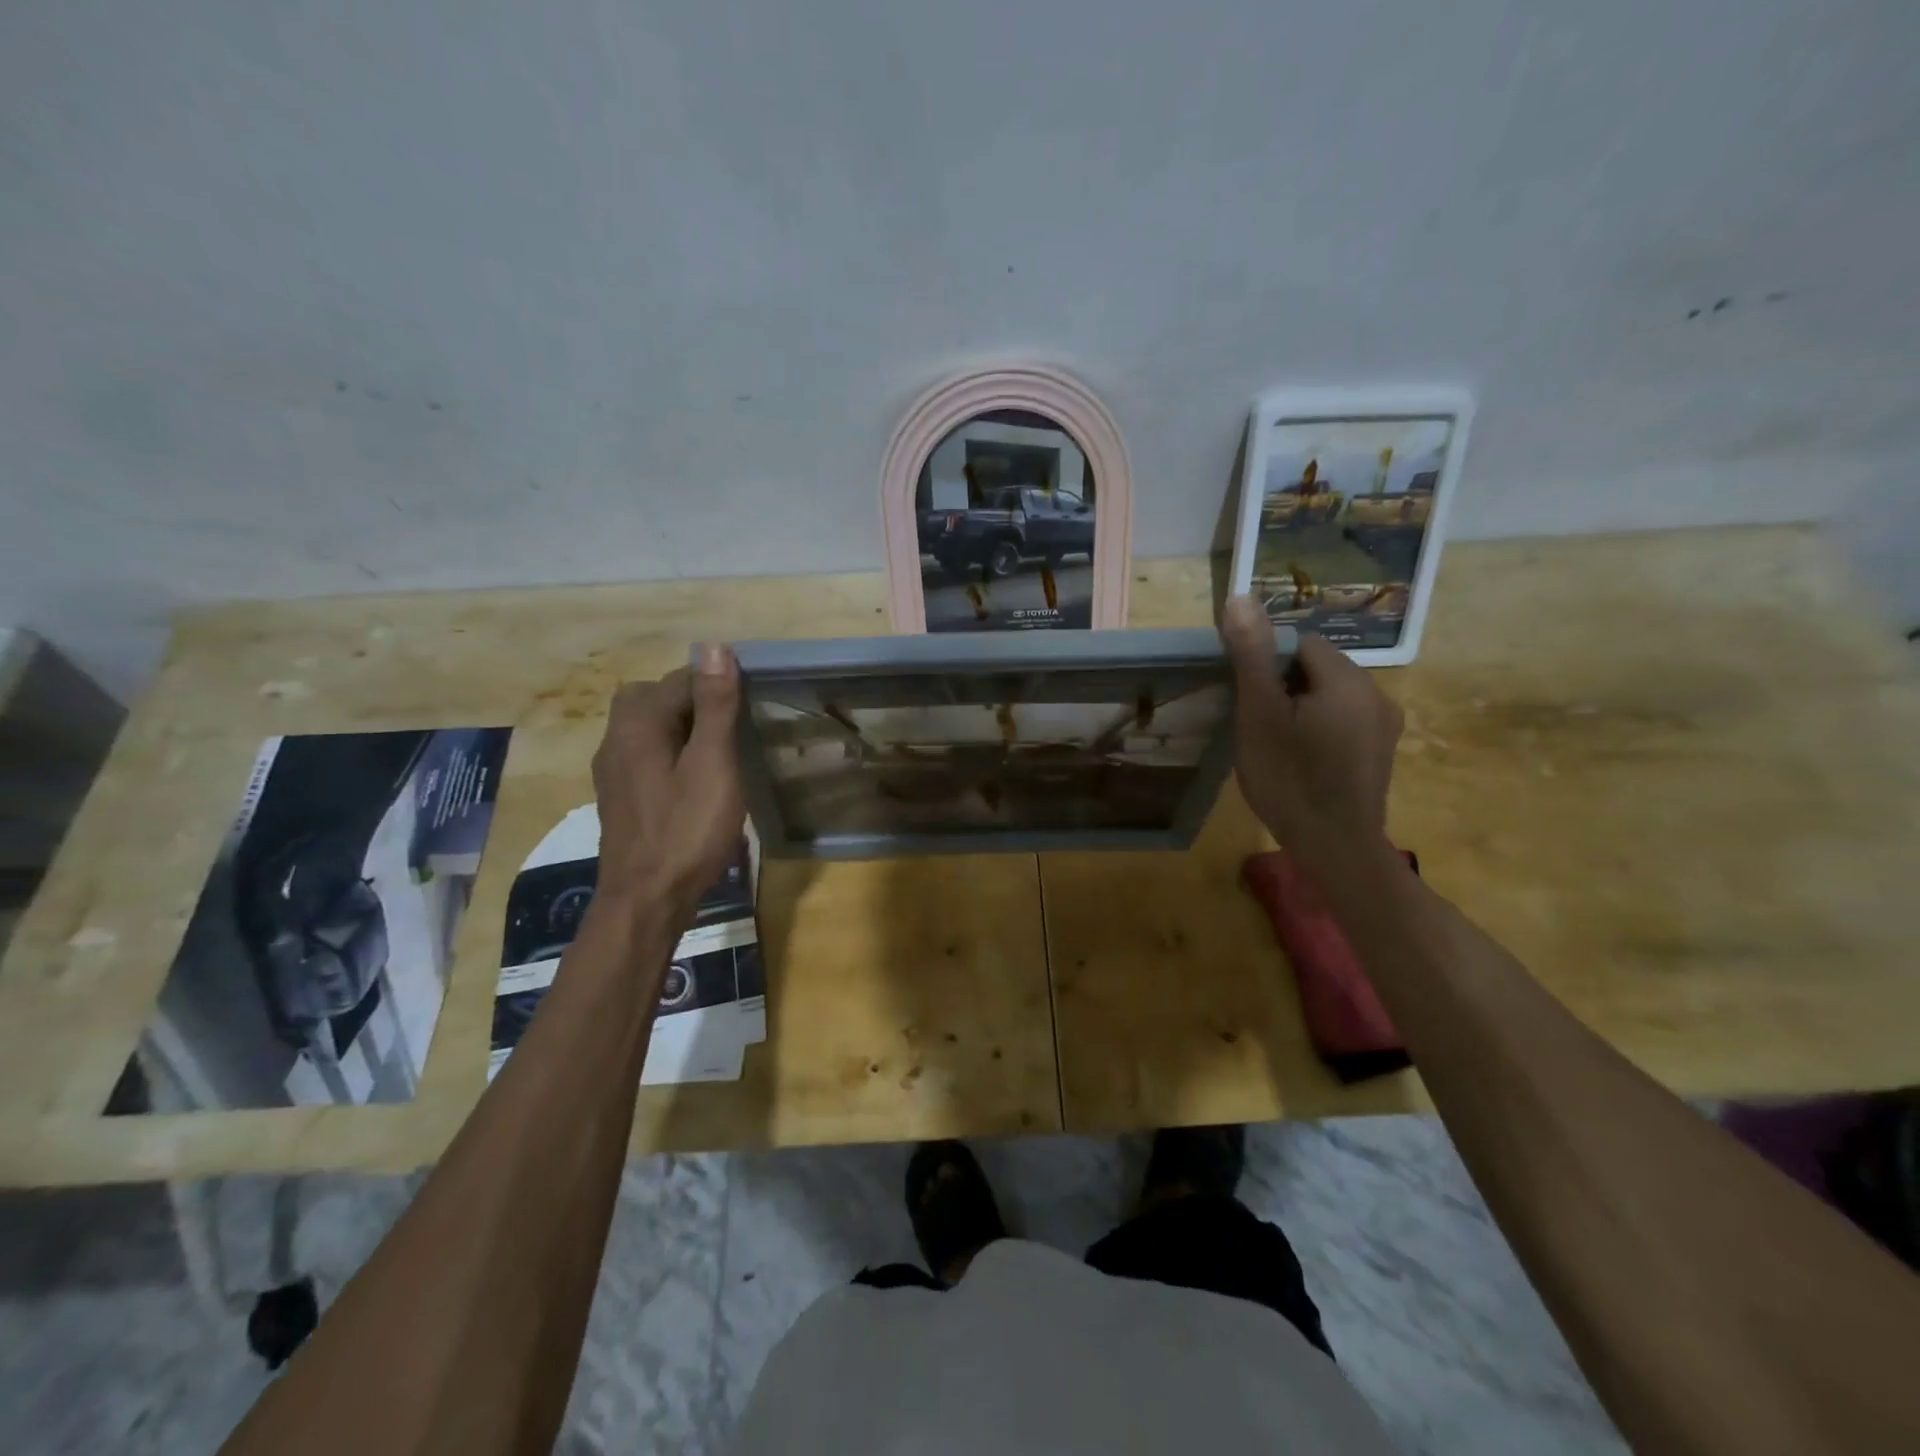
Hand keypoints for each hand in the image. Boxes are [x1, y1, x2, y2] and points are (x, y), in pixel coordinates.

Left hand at [591, 645, 744, 922]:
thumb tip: (715, 647)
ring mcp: (613, 769)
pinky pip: (646, 753)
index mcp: (638, 723)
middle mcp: (616, 738)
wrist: (647, 898)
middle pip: (655, 697)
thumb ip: (715, 706)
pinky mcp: (619, 795)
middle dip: (694, 700)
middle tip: (733, 726)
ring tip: (719, 750)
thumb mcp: (713, 764)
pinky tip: (695, 778)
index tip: (750, 704)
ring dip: (682, 726)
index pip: (680, 678)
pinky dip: (671, 752)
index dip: (717, 683)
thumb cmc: (687, 830)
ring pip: (649, 726)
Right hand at [1220, 596, 1402, 869]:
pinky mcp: (1382, 749)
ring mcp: (1384, 723)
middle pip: (1317, 667)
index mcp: (1347, 679)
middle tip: (1257, 723)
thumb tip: (1241, 597)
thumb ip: (1253, 655)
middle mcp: (1376, 692)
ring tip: (1275, 742)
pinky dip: (1319, 726)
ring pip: (1329, 694)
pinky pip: (1344, 719)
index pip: (1300, 644)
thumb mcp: (1259, 714)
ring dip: (1300, 706)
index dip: (1266, 665)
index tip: (1248, 699)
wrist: (1334, 847)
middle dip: (1283, 685)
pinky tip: (1302, 758)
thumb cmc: (1289, 779)